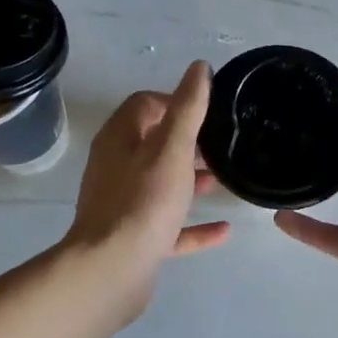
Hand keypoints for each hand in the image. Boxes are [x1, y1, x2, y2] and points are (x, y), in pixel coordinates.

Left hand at [64, 61, 229, 324]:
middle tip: (221, 147)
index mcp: (119, 140)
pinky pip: (168, 226)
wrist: (112, 270)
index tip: (208, 113)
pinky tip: (224, 230)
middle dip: (188, 143)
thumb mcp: (172, 148)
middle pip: (153, 144)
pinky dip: (193, 225)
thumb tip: (198, 67)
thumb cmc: (144, 201)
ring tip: (224, 181)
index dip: (175, 101)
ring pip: (161, 185)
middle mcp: (116, 168)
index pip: (144, 105)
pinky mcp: (135, 240)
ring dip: (191, 181)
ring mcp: (124, 206)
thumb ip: (187, 108)